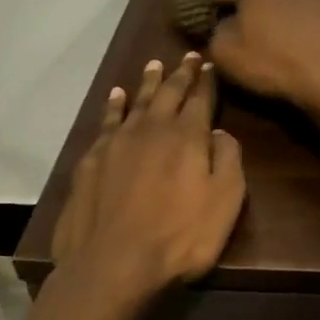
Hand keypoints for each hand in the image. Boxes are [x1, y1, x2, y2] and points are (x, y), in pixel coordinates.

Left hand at [50, 52, 245, 301]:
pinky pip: (107, 121)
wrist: (112, 263)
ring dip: (148, 82)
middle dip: (181, 73)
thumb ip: (228, 159)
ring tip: (154, 65)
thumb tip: (219, 131)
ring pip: (136, 101)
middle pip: (169, 93)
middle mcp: (152, 129)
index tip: (209, 64)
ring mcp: (117, 142)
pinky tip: (116, 97)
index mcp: (187, 136)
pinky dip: (114, 105)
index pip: (201, 99)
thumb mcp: (225, 201)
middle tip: (188, 56)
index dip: (207, 81)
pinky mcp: (92, 159)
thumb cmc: (179, 236)